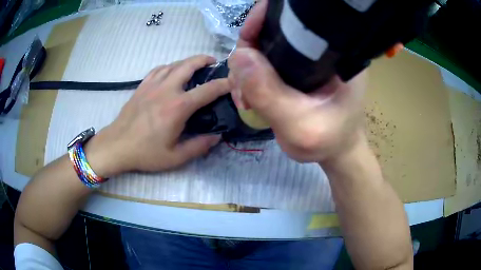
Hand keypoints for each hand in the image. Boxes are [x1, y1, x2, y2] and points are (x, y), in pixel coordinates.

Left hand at [87, 55, 228, 176]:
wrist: (117, 146)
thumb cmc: (146, 153)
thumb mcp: (175, 157)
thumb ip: (199, 146)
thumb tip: (217, 136)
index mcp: (178, 107)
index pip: (207, 90)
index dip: (223, 84)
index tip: (233, 81)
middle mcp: (167, 90)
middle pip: (188, 65)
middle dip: (204, 60)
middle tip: (213, 62)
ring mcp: (152, 85)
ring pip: (173, 64)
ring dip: (187, 61)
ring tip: (195, 65)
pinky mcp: (142, 86)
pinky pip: (158, 69)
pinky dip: (169, 66)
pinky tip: (171, 71)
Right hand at [228, 0, 367, 162]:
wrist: (335, 150)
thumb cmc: (328, 142)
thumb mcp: (299, 126)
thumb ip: (269, 94)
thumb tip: (238, 56)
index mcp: (334, 52)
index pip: (296, 18)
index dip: (265, 19)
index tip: (246, 39)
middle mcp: (321, 48)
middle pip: (273, 31)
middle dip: (248, 54)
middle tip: (242, 87)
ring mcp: (307, 58)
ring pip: (264, 48)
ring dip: (245, 69)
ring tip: (244, 98)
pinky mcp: (297, 68)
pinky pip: (265, 62)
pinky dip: (250, 77)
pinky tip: (248, 96)